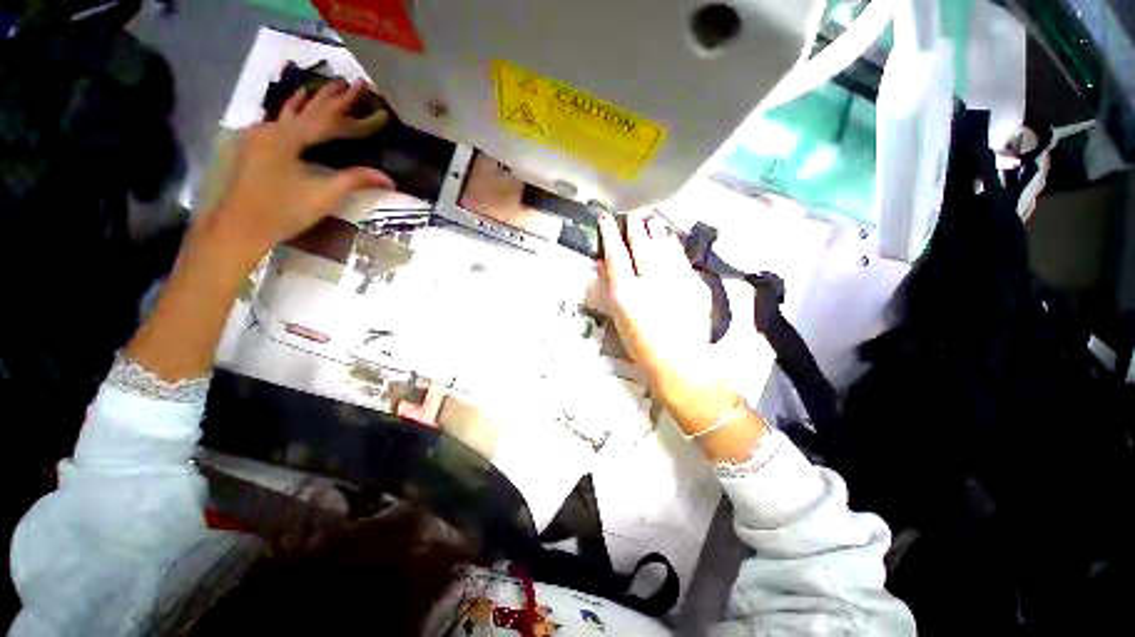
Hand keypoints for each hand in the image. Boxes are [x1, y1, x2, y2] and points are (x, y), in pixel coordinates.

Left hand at [194, 78, 394, 270]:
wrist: (239, 226)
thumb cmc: (283, 210)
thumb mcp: (323, 195)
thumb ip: (355, 180)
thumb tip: (388, 178)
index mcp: (289, 137)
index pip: (329, 121)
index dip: (355, 116)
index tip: (376, 106)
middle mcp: (272, 129)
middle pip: (309, 109)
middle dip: (333, 97)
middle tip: (353, 84)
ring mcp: (260, 136)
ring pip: (292, 111)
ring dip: (312, 100)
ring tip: (328, 86)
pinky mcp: (256, 146)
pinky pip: (280, 121)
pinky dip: (293, 111)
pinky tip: (296, 104)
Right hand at [598, 210, 725, 406]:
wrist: (681, 363)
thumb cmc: (642, 346)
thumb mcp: (619, 318)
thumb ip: (611, 289)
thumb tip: (604, 265)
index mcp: (627, 293)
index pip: (615, 254)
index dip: (610, 234)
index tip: (606, 219)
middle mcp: (650, 281)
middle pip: (641, 245)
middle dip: (635, 226)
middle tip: (632, 214)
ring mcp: (674, 281)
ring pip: (663, 246)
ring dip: (656, 231)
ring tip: (651, 220)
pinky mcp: (693, 283)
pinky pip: (680, 257)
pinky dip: (673, 245)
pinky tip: (669, 238)